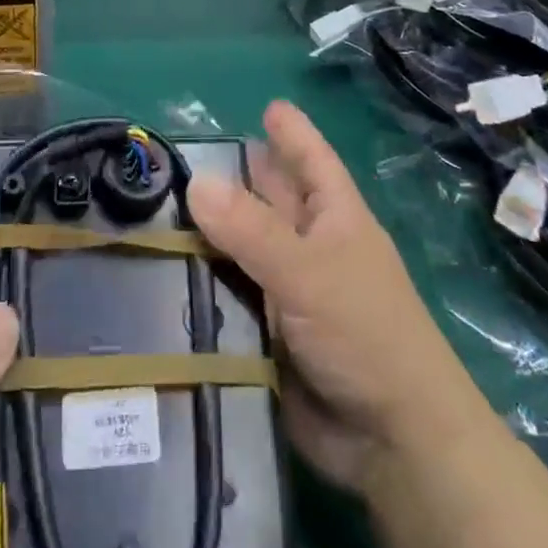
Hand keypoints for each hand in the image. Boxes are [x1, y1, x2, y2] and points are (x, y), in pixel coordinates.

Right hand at [187, 103, 484, 496]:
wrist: (391, 442)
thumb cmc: (365, 335)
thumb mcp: (309, 272)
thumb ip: (251, 229)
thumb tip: (195, 181)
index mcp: (335, 219)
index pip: (312, 161)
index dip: (293, 133)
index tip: (269, 106)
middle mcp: (311, 248)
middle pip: (271, 200)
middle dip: (238, 178)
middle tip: (186, 155)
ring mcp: (289, 292)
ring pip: (243, 249)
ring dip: (209, 233)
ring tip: (156, 208)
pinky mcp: (268, 333)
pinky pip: (230, 296)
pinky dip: (203, 284)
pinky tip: (162, 272)